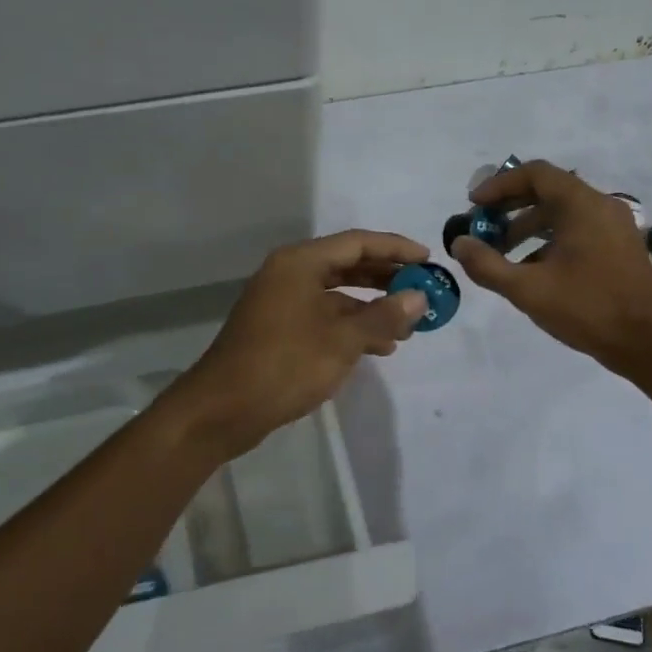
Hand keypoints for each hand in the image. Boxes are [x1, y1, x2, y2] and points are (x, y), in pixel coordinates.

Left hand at [170, 229, 429, 458]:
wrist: (223, 409)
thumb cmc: (285, 365)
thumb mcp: (342, 340)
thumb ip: (383, 315)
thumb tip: (419, 297)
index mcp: (300, 262)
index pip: (357, 242)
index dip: (395, 249)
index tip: (428, 260)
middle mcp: (289, 273)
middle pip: (347, 264)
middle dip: (386, 277)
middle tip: (422, 290)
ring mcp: (282, 301)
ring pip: (337, 293)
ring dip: (371, 306)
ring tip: (408, 326)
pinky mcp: (279, 328)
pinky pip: (324, 315)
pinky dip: (351, 325)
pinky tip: (378, 347)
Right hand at [449, 159, 651, 379]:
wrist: (649, 344)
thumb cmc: (588, 308)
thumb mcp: (528, 289)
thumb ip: (487, 264)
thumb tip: (459, 244)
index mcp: (581, 205)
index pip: (534, 174)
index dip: (499, 185)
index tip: (474, 206)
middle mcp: (601, 205)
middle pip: (548, 190)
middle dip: (510, 206)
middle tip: (483, 226)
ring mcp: (615, 225)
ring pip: (563, 211)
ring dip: (528, 225)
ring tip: (502, 252)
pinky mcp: (621, 246)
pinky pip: (579, 228)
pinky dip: (551, 238)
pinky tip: (533, 268)